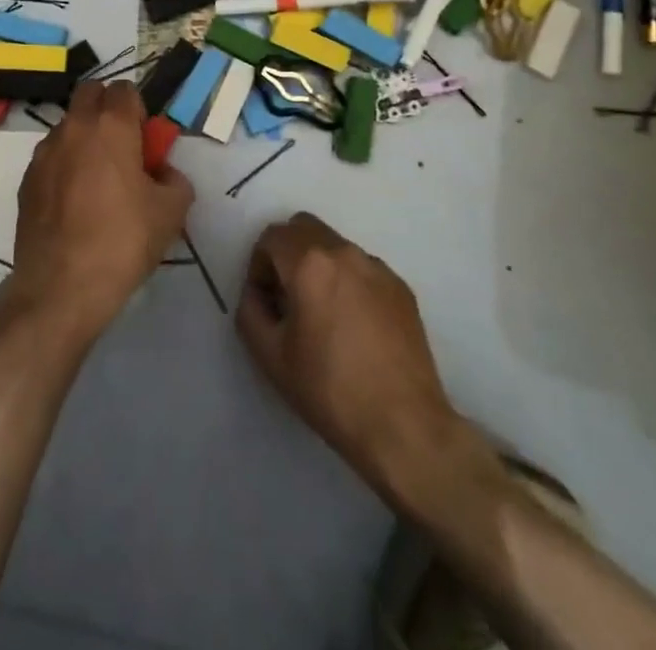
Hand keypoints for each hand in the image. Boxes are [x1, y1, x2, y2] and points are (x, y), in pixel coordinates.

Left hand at [0, 81, 194, 346]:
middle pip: (90, 94)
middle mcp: (74, 127)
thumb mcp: (171, 212)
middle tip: (123, 147)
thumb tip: (162, 173)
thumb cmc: (123, 241)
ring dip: (84, 138)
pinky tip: (74, 204)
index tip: (146, 140)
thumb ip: (175, 180)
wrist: (61, 287)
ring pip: (68, 125)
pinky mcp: (26, 179)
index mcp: (111, 126)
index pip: (125, 90)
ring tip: (97, 181)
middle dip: (107, 109)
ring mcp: (44, 152)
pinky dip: (65, 166)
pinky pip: (51, 157)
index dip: (139, 110)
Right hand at [236, 212, 500, 506]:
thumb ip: (250, 311)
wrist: (405, 427)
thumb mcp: (271, 357)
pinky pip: (362, 268)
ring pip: (335, 246)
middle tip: (287, 297)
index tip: (265, 300)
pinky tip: (354, 326)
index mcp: (310, 263)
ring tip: (323, 314)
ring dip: (319, 266)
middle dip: (287, 254)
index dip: (259, 265)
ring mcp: (378, 267)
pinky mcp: (401, 287)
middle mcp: (345, 252)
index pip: (272, 236)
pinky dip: (348, 281)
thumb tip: (257, 293)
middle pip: (304, 228)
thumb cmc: (330, 391)